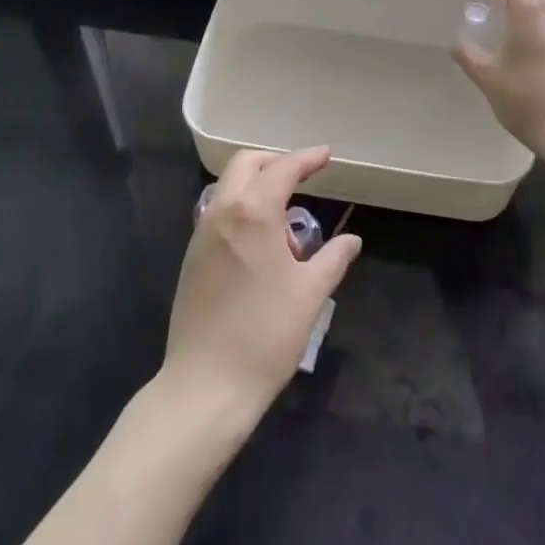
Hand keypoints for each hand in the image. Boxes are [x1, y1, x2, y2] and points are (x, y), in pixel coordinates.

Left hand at [162, 147, 361, 421]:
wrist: (205, 388)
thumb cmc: (265, 336)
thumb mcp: (310, 294)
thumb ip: (332, 258)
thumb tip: (352, 239)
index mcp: (253, 212)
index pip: (283, 168)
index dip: (306, 158)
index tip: (326, 156)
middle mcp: (222, 212)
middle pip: (245, 164)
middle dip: (275, 162)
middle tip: (303, 177)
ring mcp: (202, 235)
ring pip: (228, 188)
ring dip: (256, 187)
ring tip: (286, 223)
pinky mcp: (192, 259)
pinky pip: (219, 214)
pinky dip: (242, 209)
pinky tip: (261, 245)